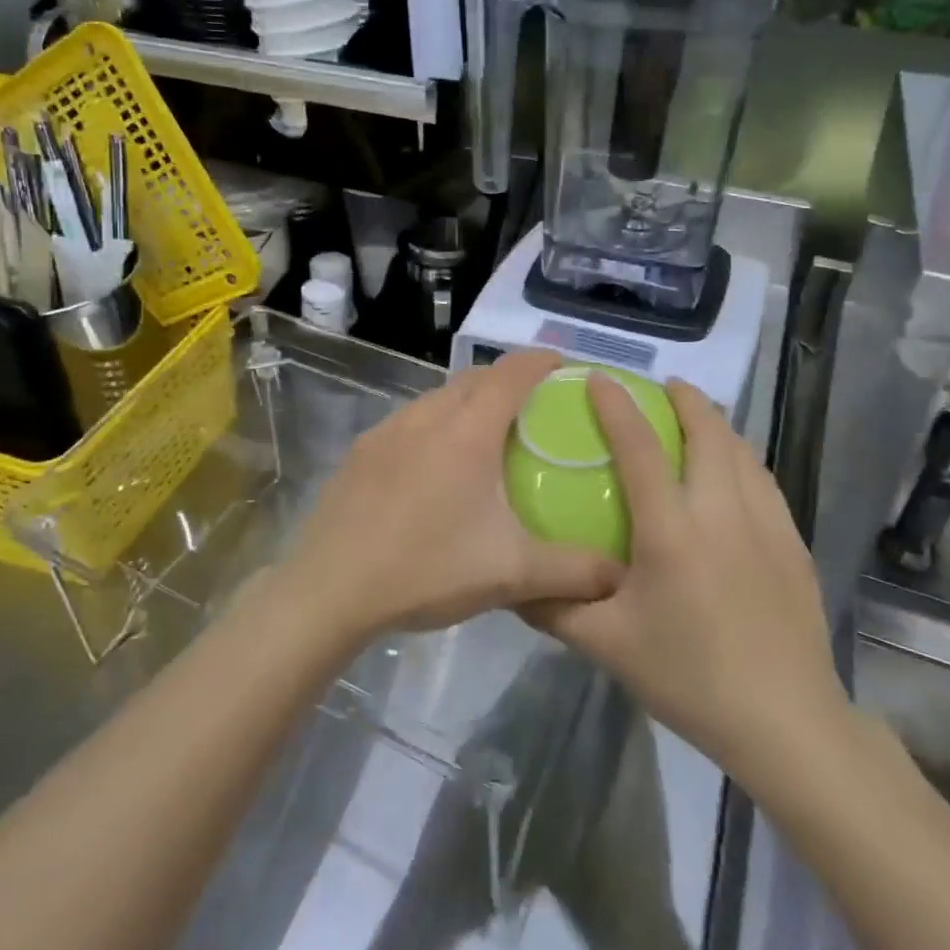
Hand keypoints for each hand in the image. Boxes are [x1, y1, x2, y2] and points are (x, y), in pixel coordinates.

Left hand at [284, 350, 623, 643]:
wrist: (330, 589)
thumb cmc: (426, 569)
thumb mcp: (510, 574)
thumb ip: (573, 572)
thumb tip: (620, 575)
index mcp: (468, 432)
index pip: (512, 373)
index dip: (542, 360)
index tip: (565, 366)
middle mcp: (427, 416)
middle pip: (474, 378)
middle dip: (507, 379)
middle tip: (533, 407)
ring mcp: (388, 430)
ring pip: (437, 397)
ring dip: (467, 401)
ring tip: (486, 435)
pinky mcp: (361, 451)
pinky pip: (409, 421)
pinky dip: (434, 425)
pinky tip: (435, 468)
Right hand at [524, 376, 852, 782]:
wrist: (785, 721)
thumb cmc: (689, 677)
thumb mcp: (607, 646)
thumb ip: (555, 608)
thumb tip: (512, 582)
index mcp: (672, 530)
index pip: (639, 447)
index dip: (616, 406)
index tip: (599, 378)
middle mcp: (721, 511)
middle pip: (707, 431)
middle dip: (685, 398)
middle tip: (663, 388)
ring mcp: (766, 523)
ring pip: (741, 450)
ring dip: (716, 424)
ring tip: (696, 418)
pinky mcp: (793, 542)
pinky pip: (762, 480)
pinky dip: (741, 457)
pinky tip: (733, 473)